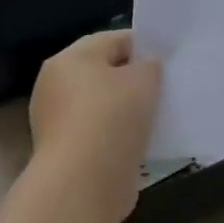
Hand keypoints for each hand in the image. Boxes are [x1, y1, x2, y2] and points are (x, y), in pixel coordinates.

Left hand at [29, 31, 162, 221]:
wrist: (84, 183)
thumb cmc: (114, 116)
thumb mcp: (145, 78)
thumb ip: (150, 65)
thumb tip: (146, 68)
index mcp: (70, 58)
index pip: (114, 39)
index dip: (144, 46)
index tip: (168, 60)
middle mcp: (55, 85)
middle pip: (104, 73)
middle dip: (132, 80)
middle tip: (164, 87)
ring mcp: (55, 122)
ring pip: (101, 106)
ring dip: (125, 111)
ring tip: (156, 117)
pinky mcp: (64, 154)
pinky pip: (98, 133)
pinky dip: (117, 136)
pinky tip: (140, 142)